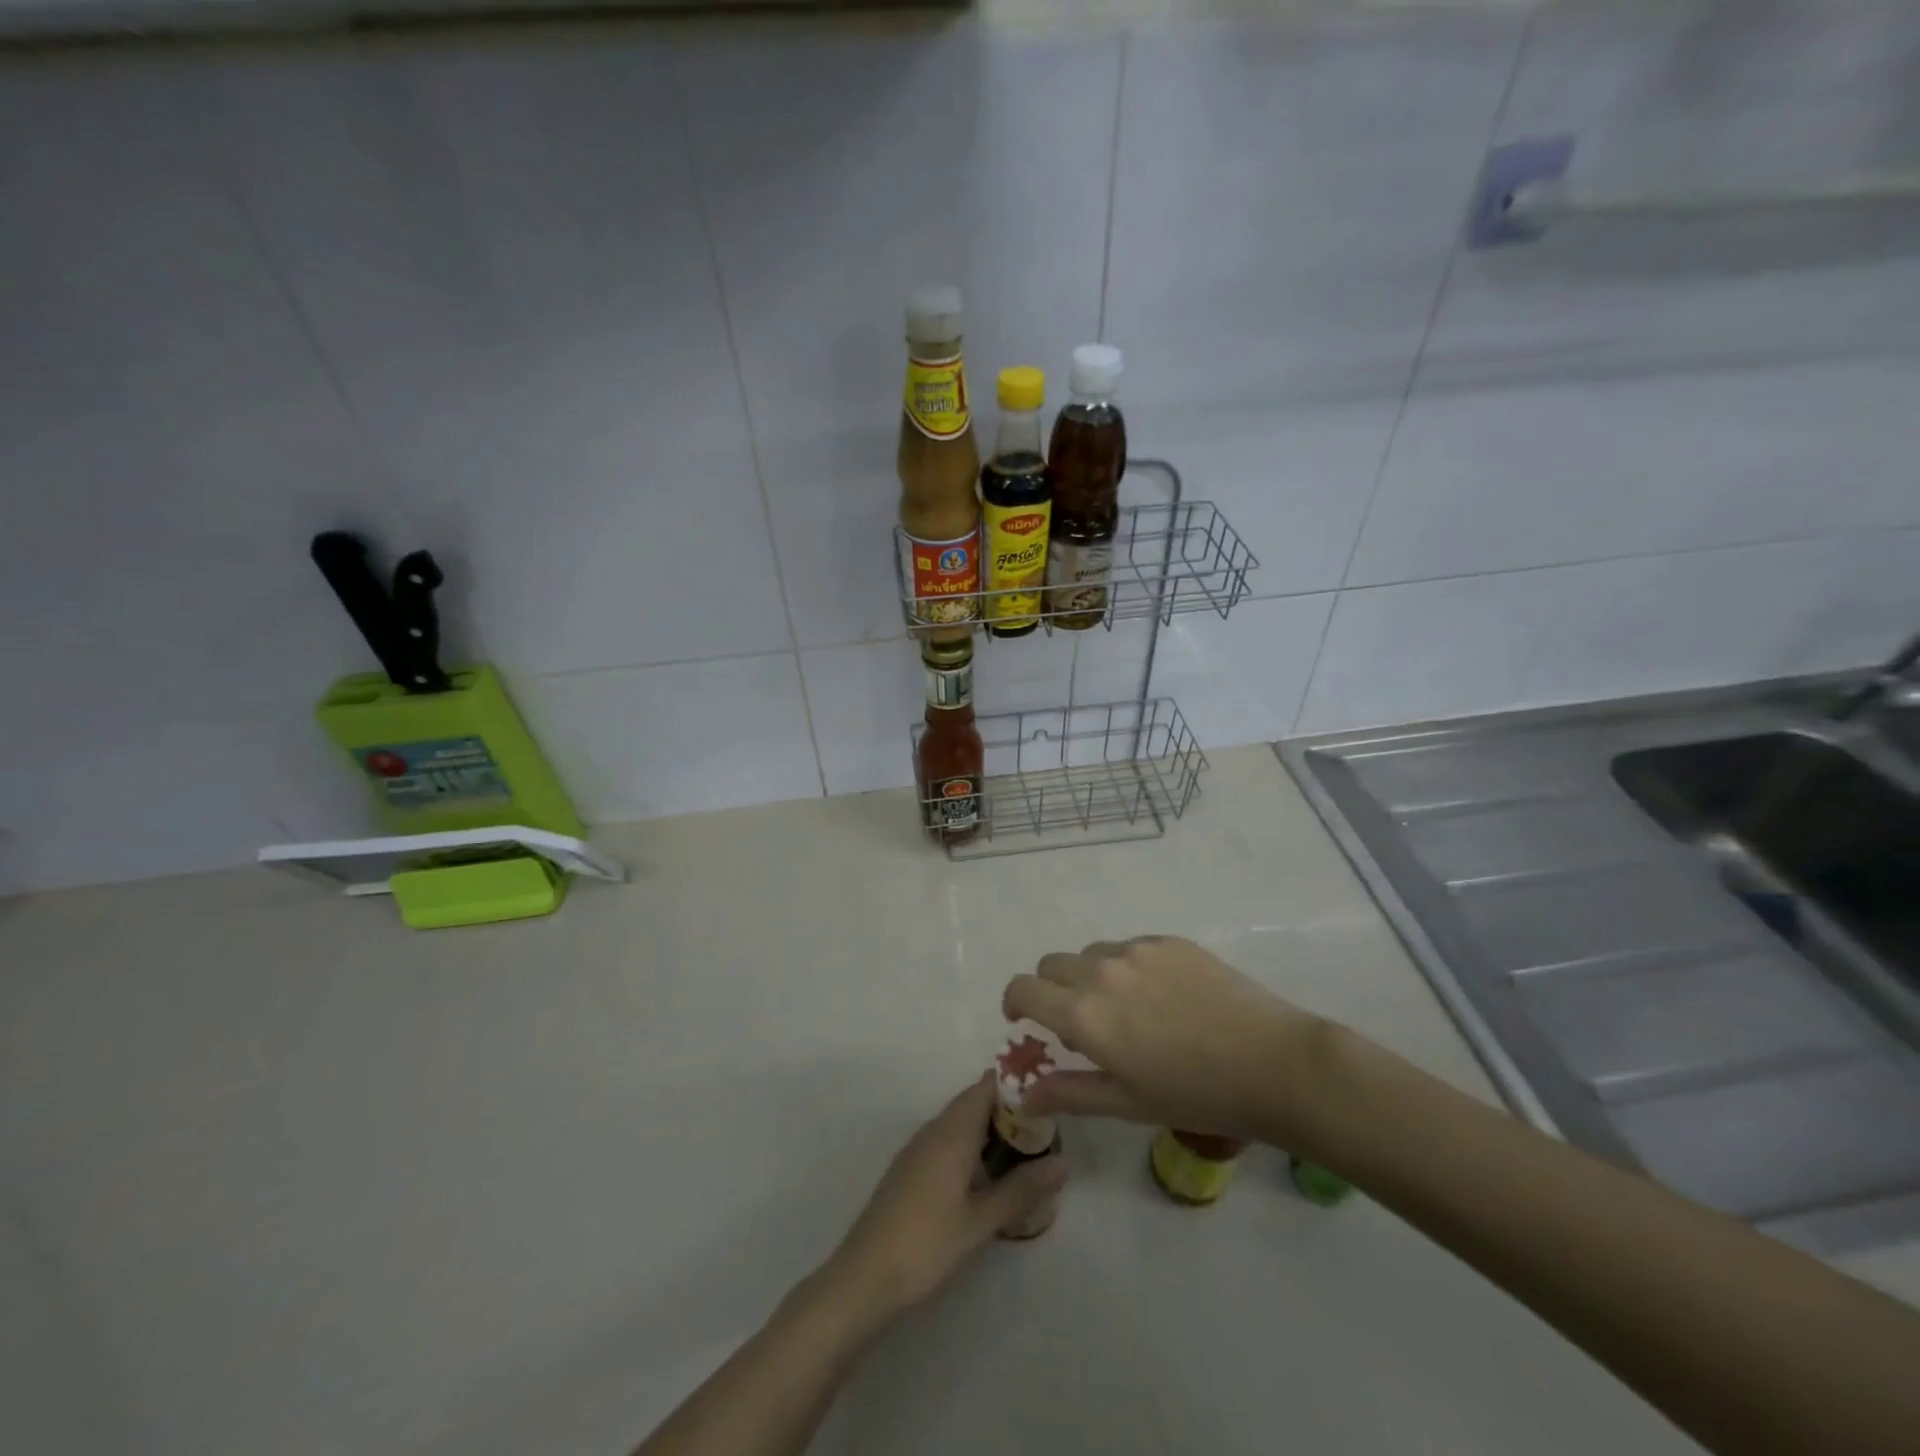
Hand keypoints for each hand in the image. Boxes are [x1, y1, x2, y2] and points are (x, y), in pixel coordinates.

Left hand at [824, 1074, 1066, 1323]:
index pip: (986, 1087)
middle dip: (1008, 1108)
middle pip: (973, 1102)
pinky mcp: (910, 1169)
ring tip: (1025, 1148)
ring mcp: (918, 1149)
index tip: (1048, 1093)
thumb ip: (1021, 1190)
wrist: (863, 1278)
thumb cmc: (926, 1245)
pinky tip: (987, 1172)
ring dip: (989, 1127)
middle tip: (1046, 1126)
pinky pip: (947, 1140)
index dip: (1015, 1084)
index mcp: (952, 1133)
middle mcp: (934, 1130)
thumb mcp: (980, 1222)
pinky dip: (971, 1144)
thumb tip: (1064, 1163)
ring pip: (959, 1122)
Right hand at [1003, 936, 1324, 1141]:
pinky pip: (1129, 947)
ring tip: (1128, 1012)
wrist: (1273, 1062)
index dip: (1014, 1002)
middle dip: (1052, 990)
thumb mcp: (1126, 1103)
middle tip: (1080, 1024)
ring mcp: (1137, 950)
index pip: (1024, 988)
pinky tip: (1163, 998)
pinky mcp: (1169, 941)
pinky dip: (1127, 967)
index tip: (1023, 1020)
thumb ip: (1068, 1092)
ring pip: (1091, 954)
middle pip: (1052, 965)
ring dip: (1091, 977)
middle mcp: (1102, 970)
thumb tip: (1022, 1096)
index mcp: (1085, 1013)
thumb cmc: (1196, 1094)